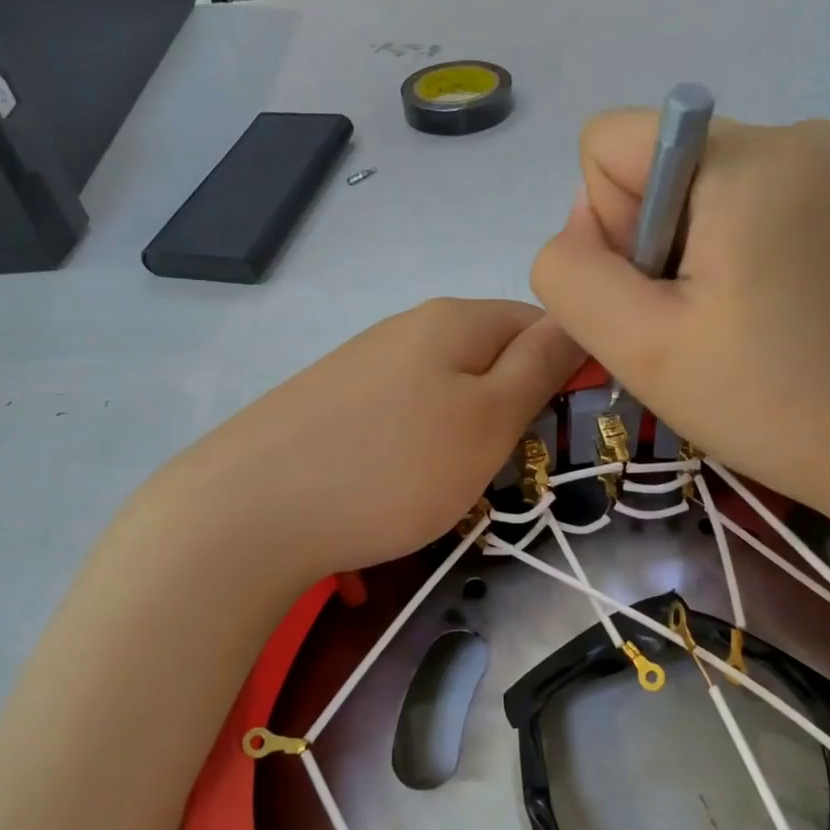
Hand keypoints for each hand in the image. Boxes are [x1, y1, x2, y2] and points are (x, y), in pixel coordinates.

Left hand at [176, 299, 584, 579]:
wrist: (252, 511)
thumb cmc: (394, 467)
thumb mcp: (488, 419)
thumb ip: (539, 366)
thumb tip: (577, 318)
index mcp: (454, 319)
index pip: (537, 322)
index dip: (564, 370)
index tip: (563, 428)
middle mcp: (407, 328)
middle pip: (489, 357)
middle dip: (511, 408)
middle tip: (508, 466)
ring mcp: (364, 365)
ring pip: (445, 392)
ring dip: (464, 434)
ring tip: (454, 485)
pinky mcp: (332, 404)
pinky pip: (401, 417)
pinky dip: (417, 450)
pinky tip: (400, 486)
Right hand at [531, 112, 829, 523]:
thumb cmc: (774, 403)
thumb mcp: (641, 347)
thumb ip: (573, 274)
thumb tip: (583, 226)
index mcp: (743, 159)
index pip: (607, 144)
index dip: (608, 229)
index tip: (662, 297)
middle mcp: (794, 135)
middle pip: (656, 169)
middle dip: (653, 248)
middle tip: (700, 326)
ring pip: (698, 193)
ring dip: (692, 259)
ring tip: (739, 328)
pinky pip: (750, 207)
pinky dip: (737, 259)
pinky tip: (772, 317)